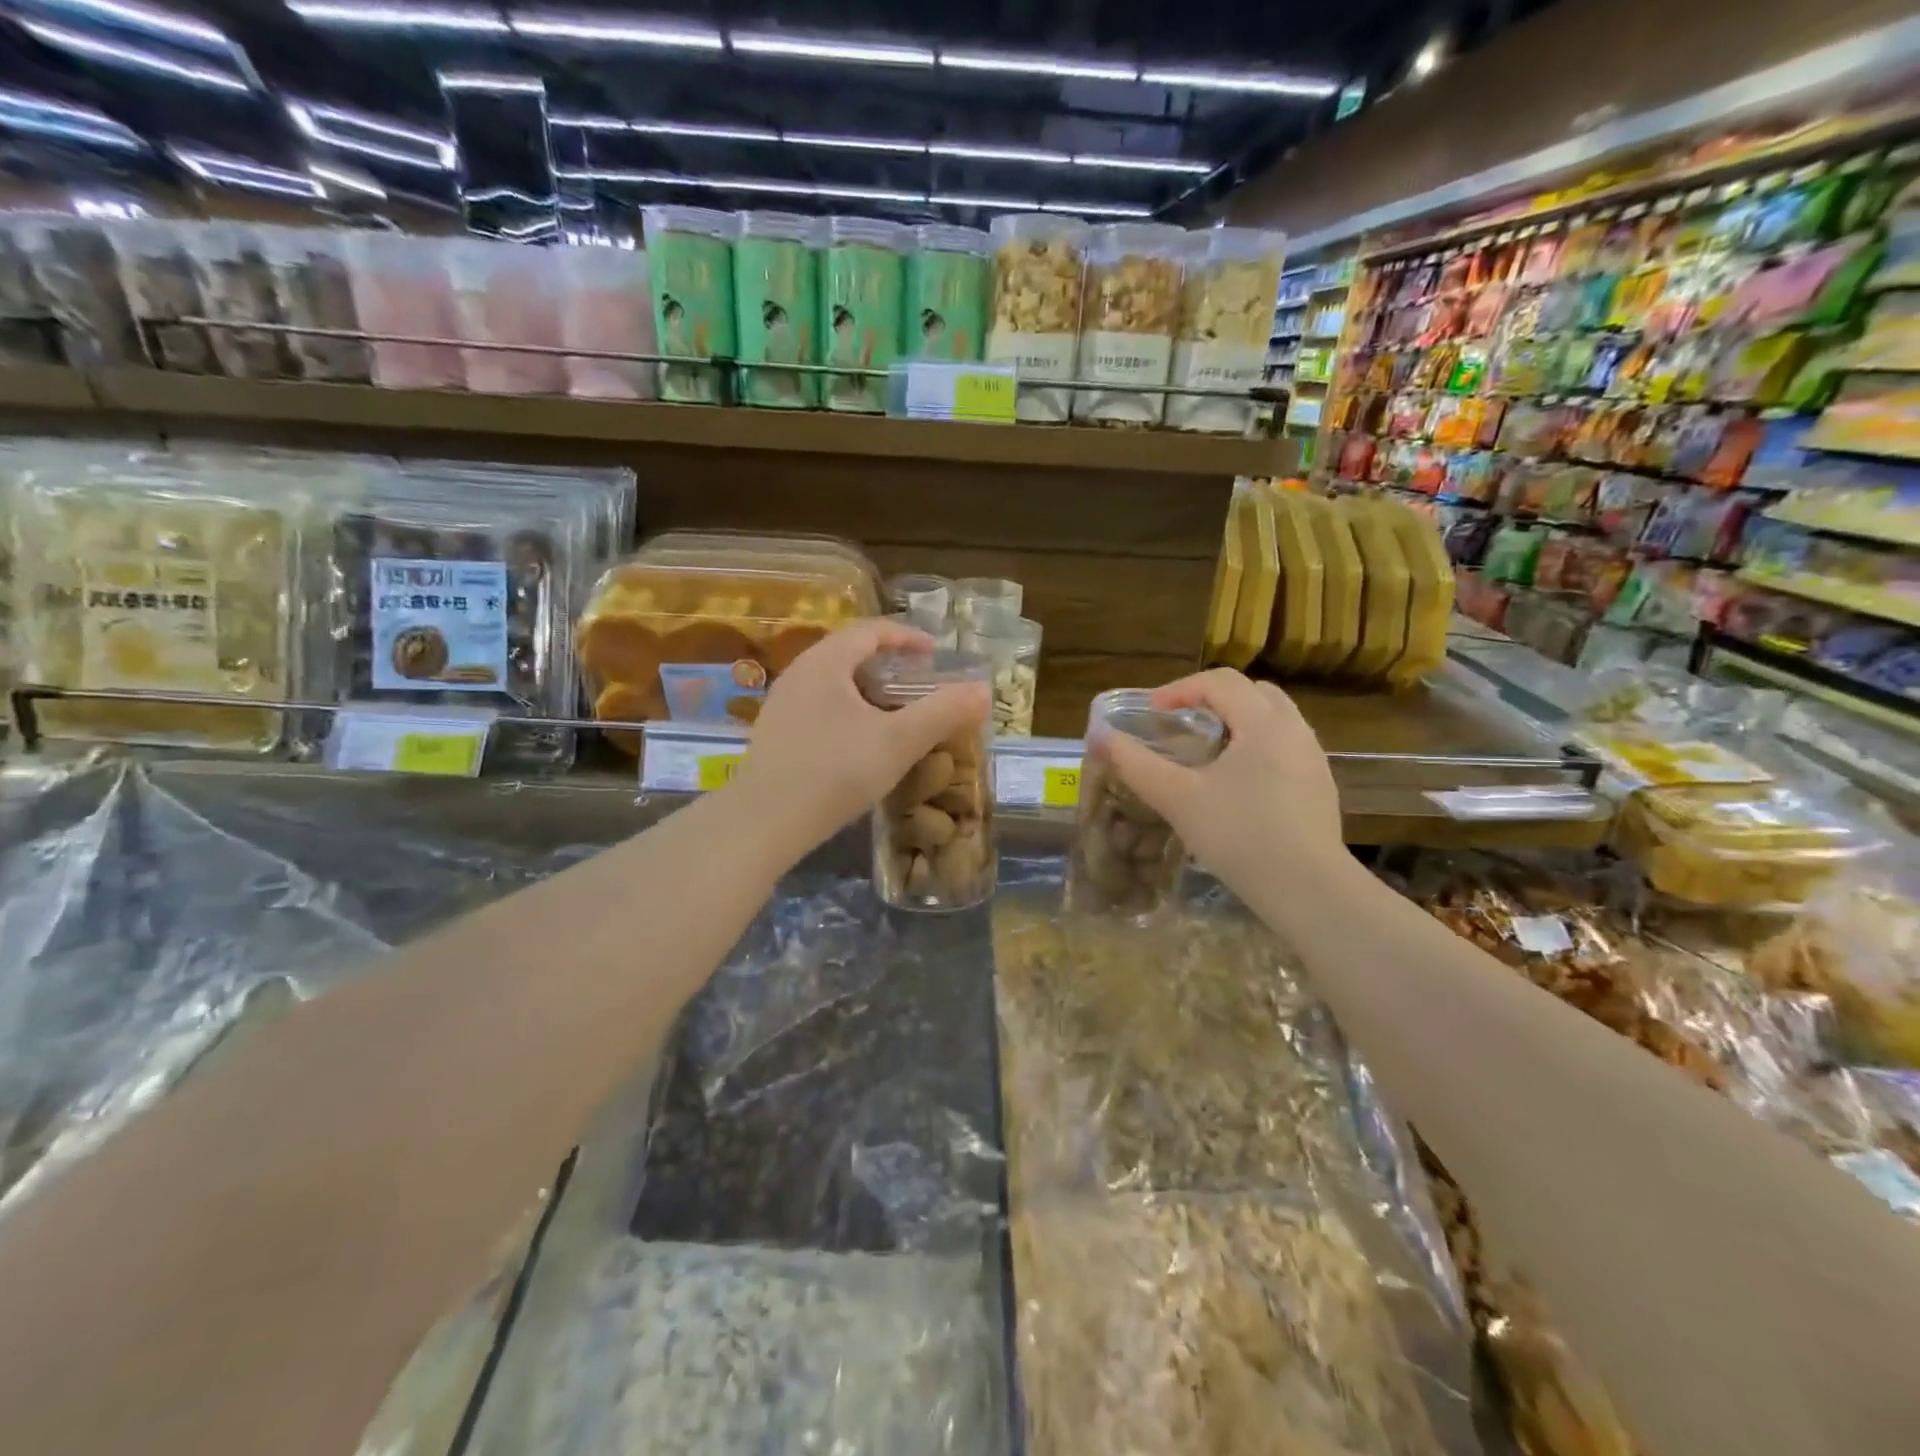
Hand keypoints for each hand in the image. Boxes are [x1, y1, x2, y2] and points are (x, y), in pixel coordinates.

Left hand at [730, 619, 990, 853]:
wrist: (764, 823)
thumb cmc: (835, 772)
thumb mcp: (898, 742)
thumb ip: (943, 713)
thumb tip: (983, 690)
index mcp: (825, 662)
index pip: (870, 630)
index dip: (906, 636)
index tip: (935, 653)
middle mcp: (799, 674)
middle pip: (849, 654)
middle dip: (889, 664)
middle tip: (919, 683)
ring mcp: (782, 706)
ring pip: (834, 684)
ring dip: (868, 691)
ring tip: (896, 713)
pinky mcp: (776, 736)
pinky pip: (820, 708)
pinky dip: (849, 713)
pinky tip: (862, 743)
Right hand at [1101, 669, 1348, 903]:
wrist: (1308, 889)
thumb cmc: (1239, 835)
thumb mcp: (1177, 798)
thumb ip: (1135, 764)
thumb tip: (1097, 735)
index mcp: (1262, 722)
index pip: (1219, 681)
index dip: (1180, 689)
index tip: (1152, 713)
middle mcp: (1294, 729)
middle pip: (1252, 693)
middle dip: (1212, 701)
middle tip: (1181, 726)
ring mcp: (1313, 759)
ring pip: (1273, 720)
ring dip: (1237, 723)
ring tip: (1207, 755)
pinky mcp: (1320, 787)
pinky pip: (1285, 748)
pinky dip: (1257, 749)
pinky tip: (1238, 787)